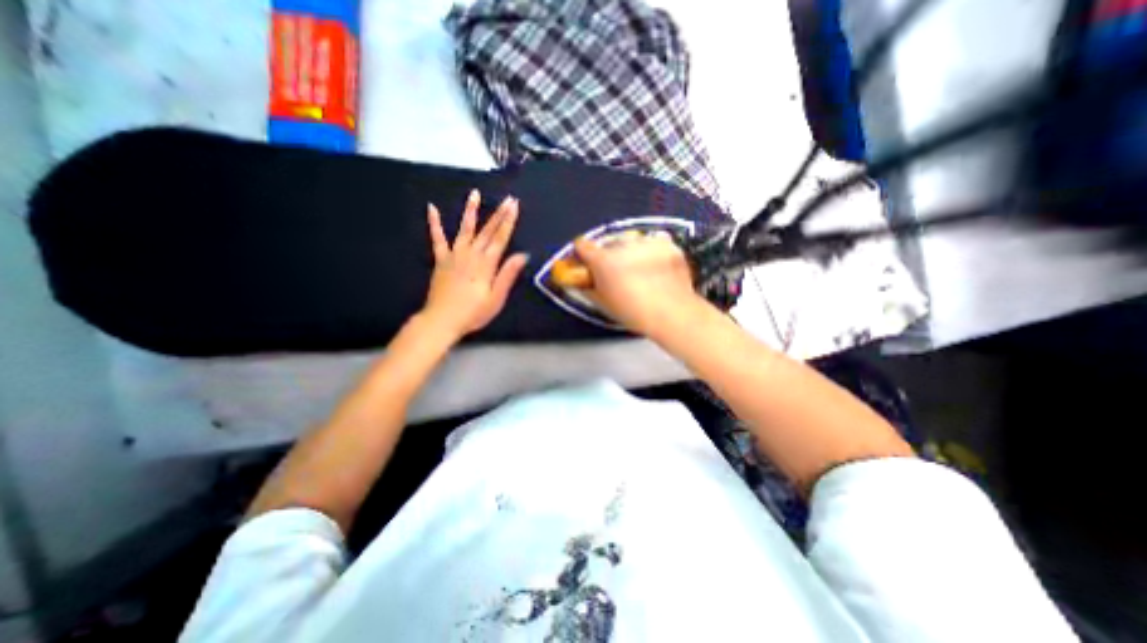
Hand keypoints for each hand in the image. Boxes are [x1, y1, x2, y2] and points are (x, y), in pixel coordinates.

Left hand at [421, 188, 527, 340]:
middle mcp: (471, 254)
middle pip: (487, 231)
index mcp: (486, 264)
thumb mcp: (496, 298)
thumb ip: (507, 274)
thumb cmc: (473, 312)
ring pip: (465, 229)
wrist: (442, 320)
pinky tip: (431, 208)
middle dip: (499, 214)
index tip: (515, 206)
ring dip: (471, 211)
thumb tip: (522, 255)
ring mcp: (454, 255)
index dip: (509, 221)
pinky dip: (434, 223)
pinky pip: (437, 239)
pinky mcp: (441, 259)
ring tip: (475, 193)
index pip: (501, 238)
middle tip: (508, 199)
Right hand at [573, 233, 709, 338]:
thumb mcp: (604, 304)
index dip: (582, 253)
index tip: (587, 261)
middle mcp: (623, 245)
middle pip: (609, 242)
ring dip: (632, 250)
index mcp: (603, 260)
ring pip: (632, 240)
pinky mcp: (667, 244)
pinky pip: (654, 243)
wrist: (673, 313)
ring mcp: (647, 242)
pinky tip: (658, 267)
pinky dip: (653, 252)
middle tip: (617, 270)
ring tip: (640, 268)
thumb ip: (588, 288)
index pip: (582, 245)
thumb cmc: (633, 313)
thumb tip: (582, 282)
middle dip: (609, 254)